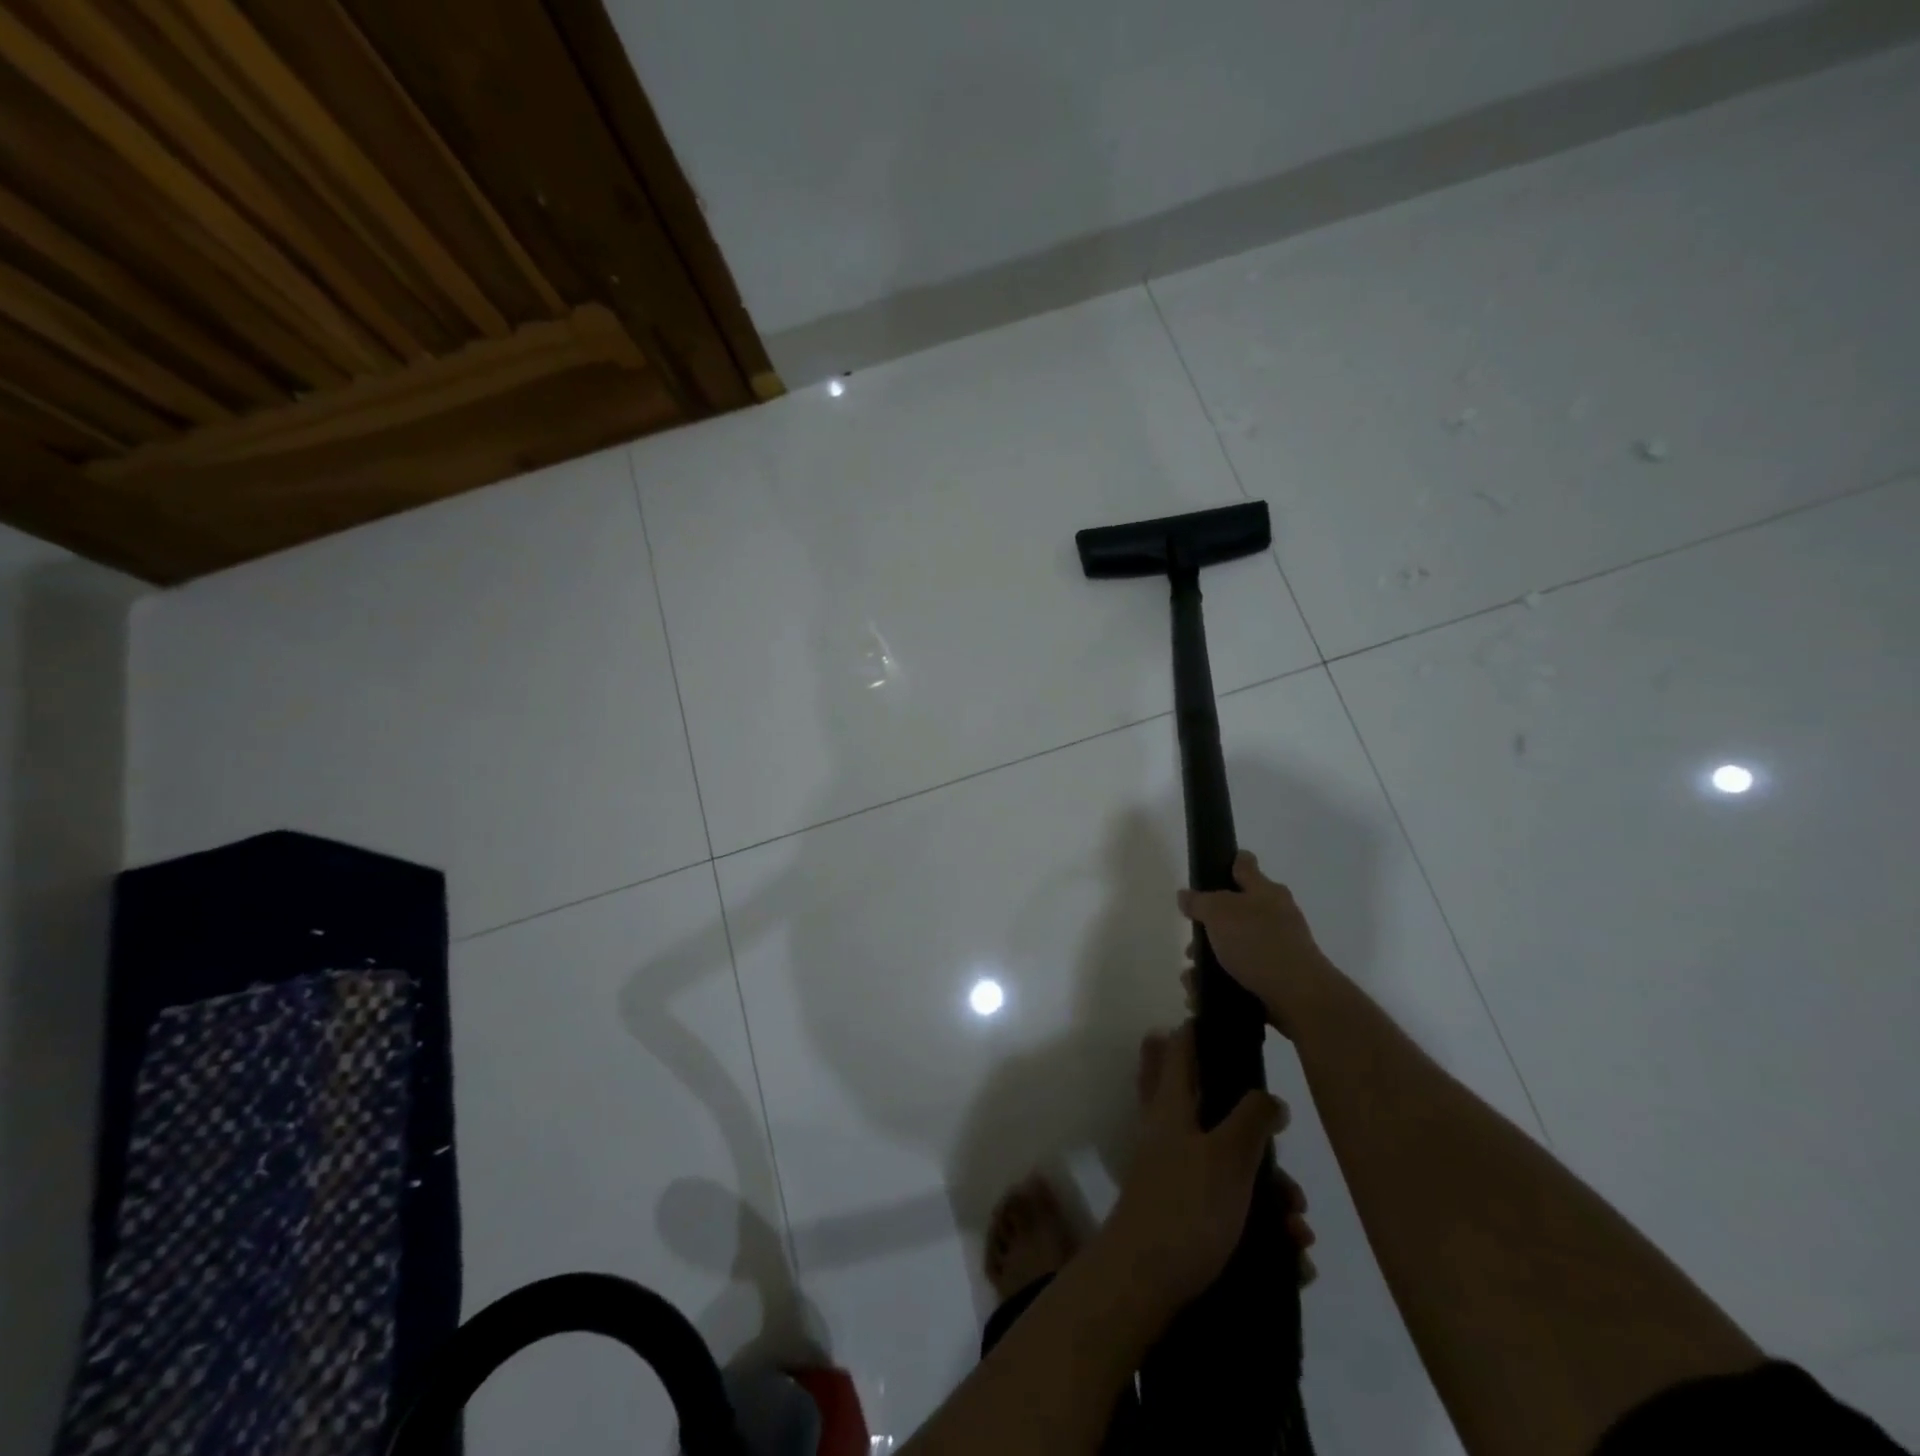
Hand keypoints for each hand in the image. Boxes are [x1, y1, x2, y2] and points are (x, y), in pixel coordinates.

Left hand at [1103, 1024, 1285, 1312]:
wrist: (1145, 1282)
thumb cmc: (1185, 1206)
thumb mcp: (1227, 1156)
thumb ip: (1251, 1118)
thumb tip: (1269, 1096)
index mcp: (1172, 1104)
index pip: (1180, 1047)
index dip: (1200, 1028)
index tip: (1231, 1021)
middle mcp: (1171, 1130)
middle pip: (1213, 1107)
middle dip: (1258, 1132)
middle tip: (1285, 1153)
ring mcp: (1177, 1171)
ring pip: (1231, 1164)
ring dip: (1271, 1192)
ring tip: (1298, 1226)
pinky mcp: (1187, 1212)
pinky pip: (1234, 1207)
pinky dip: (1264, 1226)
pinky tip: (1293, 1256)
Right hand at [1178, 851, 1337, 1038]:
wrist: (1299, 997)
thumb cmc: (1258, 943)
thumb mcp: (1219, 912)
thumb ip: (1199, 901)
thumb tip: (1186, 895)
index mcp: (1266, 891)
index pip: (1244, 864)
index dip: (1226, 862)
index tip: (1207, 871)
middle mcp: (1276, 915)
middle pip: (1235, 910)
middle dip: (1209, 926)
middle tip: (1192, 940)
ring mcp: (1279, 947)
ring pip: (1235, 946)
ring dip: (1210, 959)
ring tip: (1191, 976)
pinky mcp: (1278, 978)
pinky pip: (1241, 974)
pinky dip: (1221, 981)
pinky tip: (1203, 994)